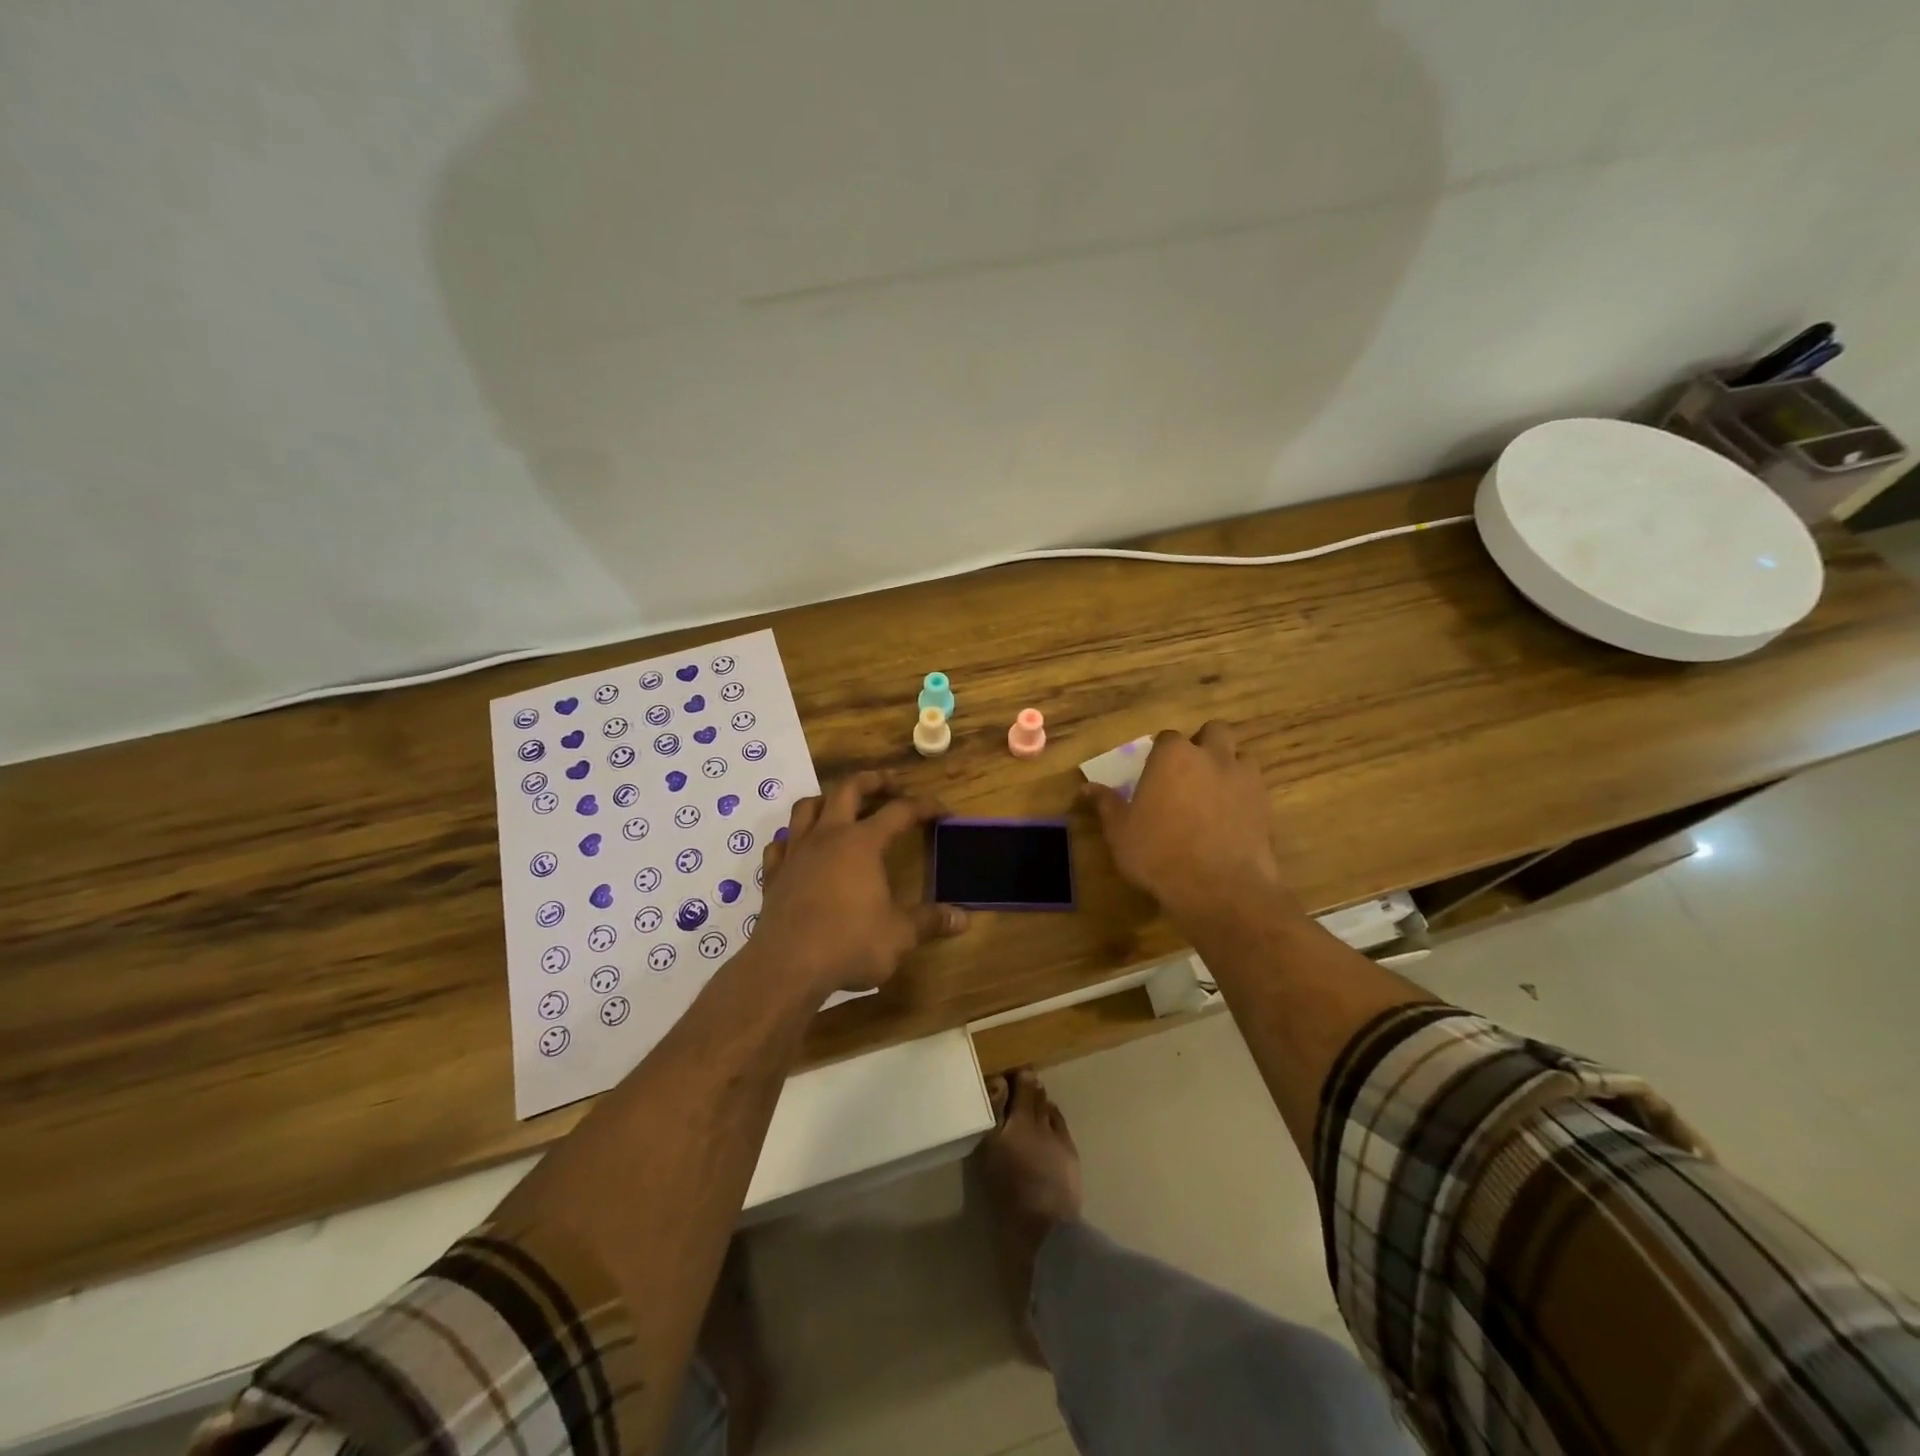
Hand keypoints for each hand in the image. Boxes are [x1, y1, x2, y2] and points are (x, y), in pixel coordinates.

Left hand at [753, 771, 969, 995]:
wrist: (787, 967)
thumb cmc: (850, 944)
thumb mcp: (899, 935)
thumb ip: (929, 921)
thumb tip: (964, 919)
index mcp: (863, 843)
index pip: (899, 811)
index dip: (924, 806)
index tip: (942, 810)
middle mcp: (828, 836)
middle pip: (848, 789)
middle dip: (872, 781)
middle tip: (890, 785)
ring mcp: (796, 852)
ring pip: (807, 807)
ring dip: (826, 800)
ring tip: (840, 807)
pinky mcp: (772, 874)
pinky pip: (780, 844)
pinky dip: (792, 839)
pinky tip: (799, 848)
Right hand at [1082, 722, 1298, 927]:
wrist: (1219, 888)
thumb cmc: (1159, 854)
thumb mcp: (1121, 832)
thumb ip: (1106, 804)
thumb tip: (1087, 787)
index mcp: (1173, 756)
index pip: (1168, 737)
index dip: (1161, 752)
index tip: (1155, 771)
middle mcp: (1212, 756)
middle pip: (1214, 731)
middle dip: (1204, 744)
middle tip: (1190, 771)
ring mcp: (1244, 778)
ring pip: (1241, 756)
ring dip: (1228, 766)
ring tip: (1214, 793)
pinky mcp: (1266, 804)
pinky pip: (1255, 787)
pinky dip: (1243, 794)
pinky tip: (1231, 818)